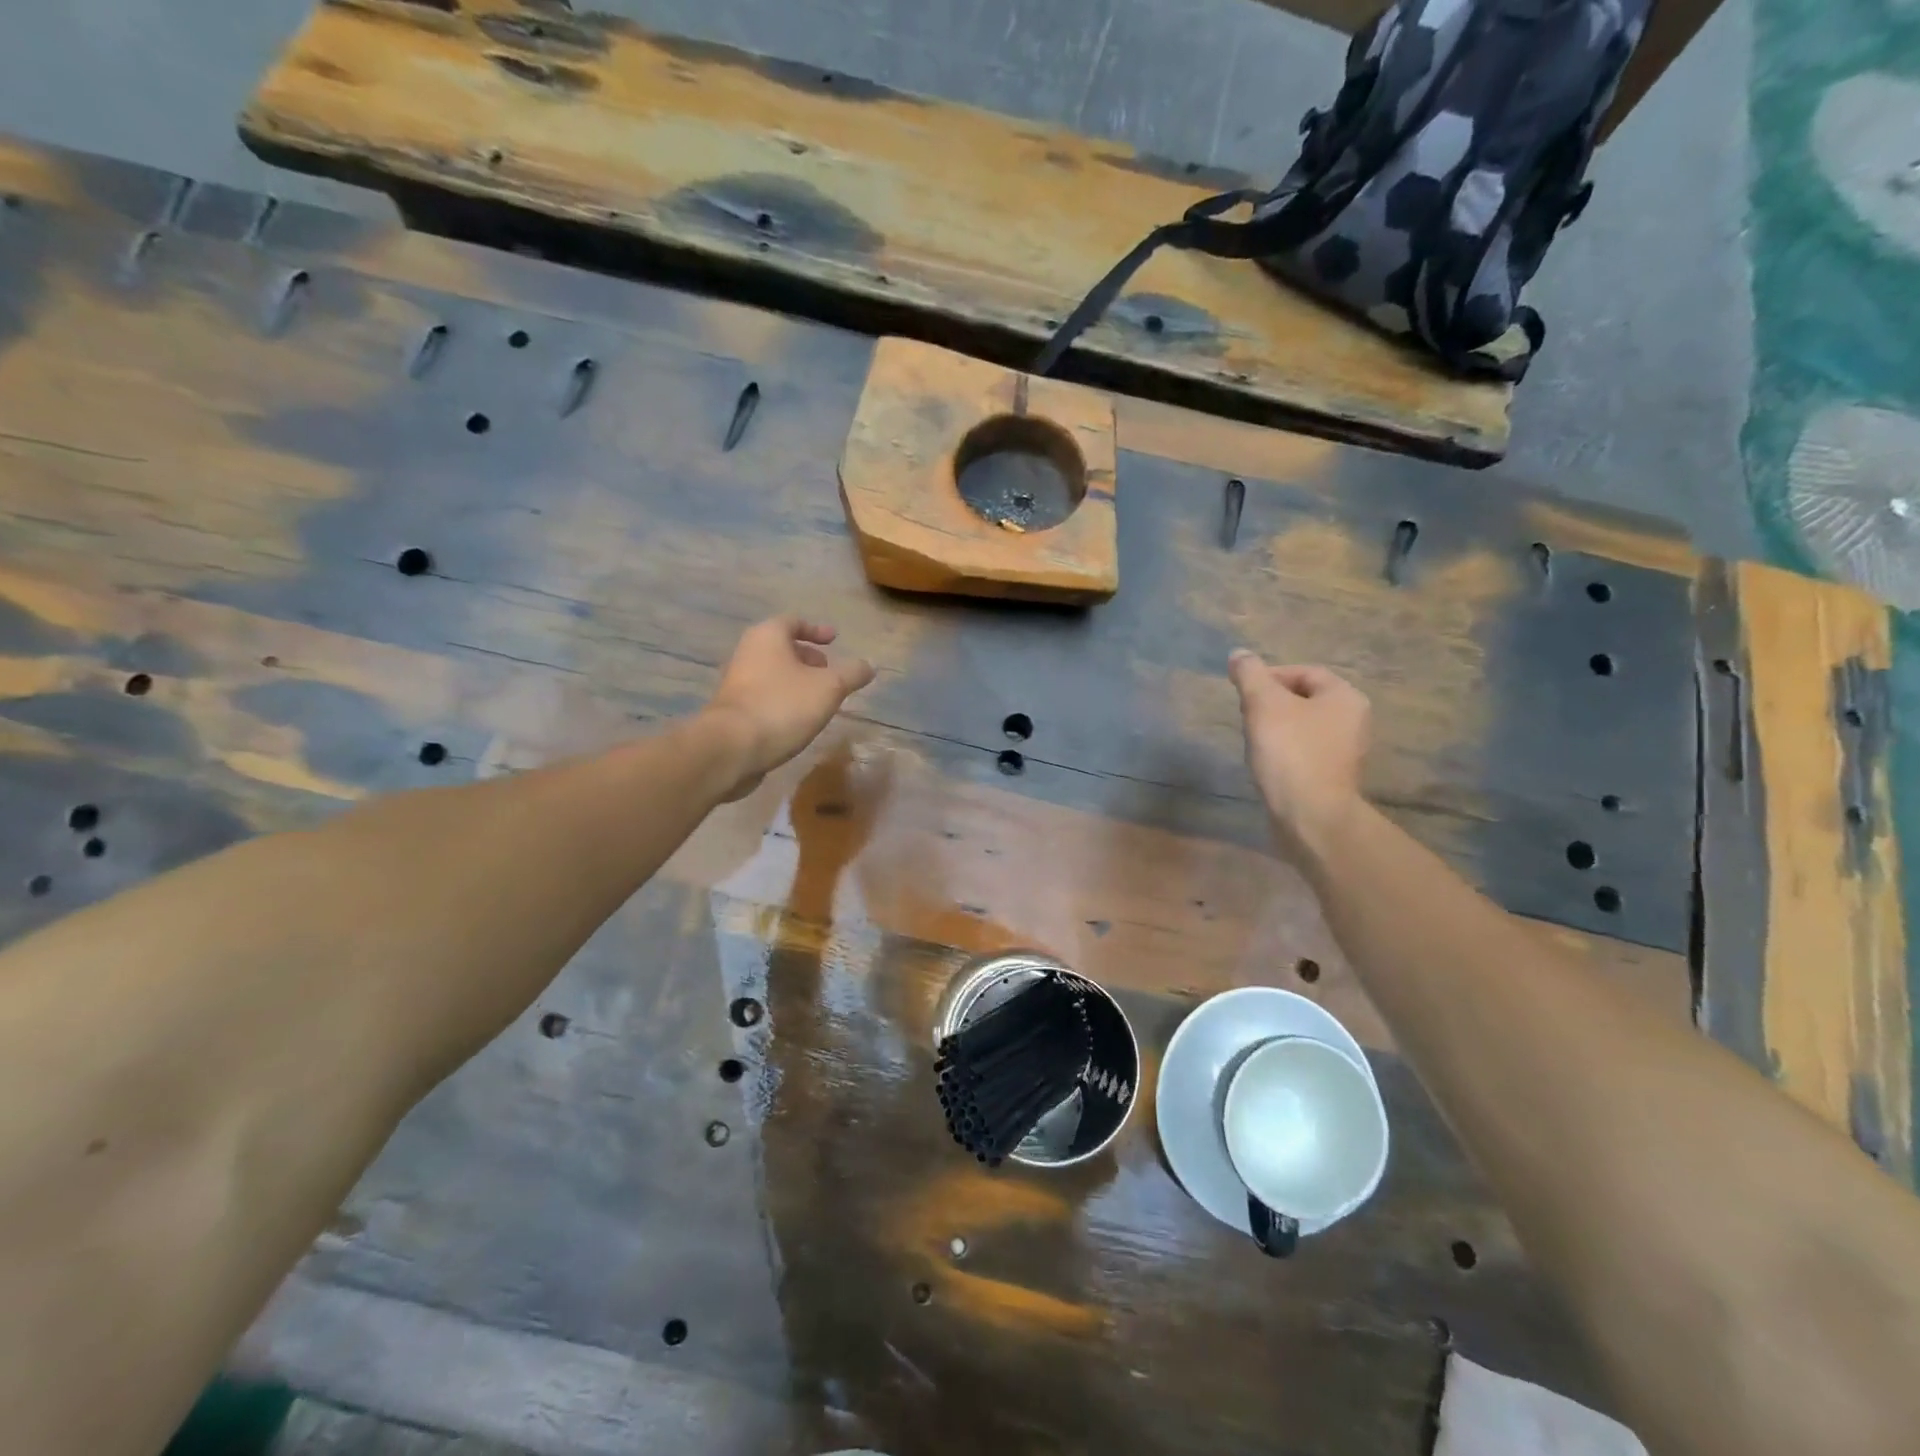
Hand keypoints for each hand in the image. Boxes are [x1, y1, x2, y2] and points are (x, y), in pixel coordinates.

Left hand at [703, 616, 875, 800]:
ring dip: (797, 681)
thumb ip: (852, 674)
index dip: (816, 630)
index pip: (793, 621)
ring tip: (820, 699)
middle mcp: (747, 653)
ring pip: (773, 673)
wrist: (732, 748)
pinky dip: (785, 700)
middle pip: (781, 647)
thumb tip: (869, 666)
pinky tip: (799, 719)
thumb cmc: (783, 706)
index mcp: (767, 637)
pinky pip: (765, 696)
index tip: (834, 640)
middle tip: (829, 671)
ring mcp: (737, 683)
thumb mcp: (829, 688)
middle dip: (808, 657)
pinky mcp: (734, 710)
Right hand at [1228, 650, 1370, 862]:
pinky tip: (1266, 761)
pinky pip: (1305, 751)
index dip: (1270, 675)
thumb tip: (1239, 654)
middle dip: (1272, 702)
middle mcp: (1354, 720)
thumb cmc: (1290, 752)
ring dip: (1277, 727)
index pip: (1305, 672)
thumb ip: (1250, 675)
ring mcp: (1346, 751)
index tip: (1243, 690)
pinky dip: (1285, 750)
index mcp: (1345, 697)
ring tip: (1252, 737)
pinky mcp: (1333, 776)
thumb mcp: (1263, 704)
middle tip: (1245, 713)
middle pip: (1306, 698)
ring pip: (1304, 726)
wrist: (1310, 814)